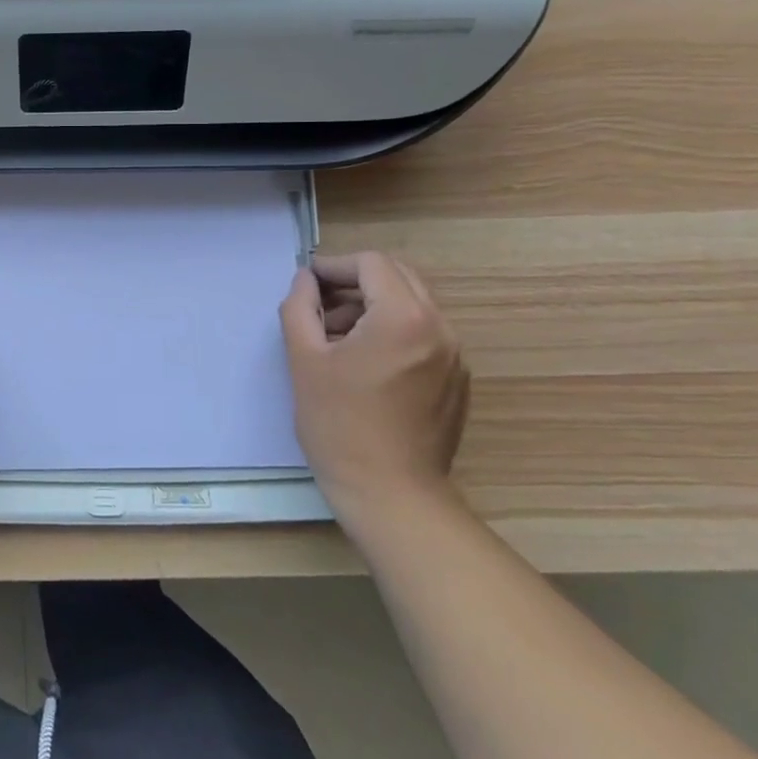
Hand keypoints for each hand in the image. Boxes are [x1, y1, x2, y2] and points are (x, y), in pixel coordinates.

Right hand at [279, 251, 468, 523]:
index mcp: (403, 317)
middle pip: (397, 278)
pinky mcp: (457, 381)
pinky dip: (392, 332)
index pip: (371, 263)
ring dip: (372, 307)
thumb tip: (305, 282)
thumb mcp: (304, 360)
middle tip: (318, 307)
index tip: (307, 284)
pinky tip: (364, 365)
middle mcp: (439, 328)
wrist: (391, 494)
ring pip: (412, 306)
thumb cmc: (339, 424)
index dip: (334, 266)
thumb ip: (300, 308)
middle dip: (355, 283)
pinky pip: (423, 335)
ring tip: (335, 339)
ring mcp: (454, 356)